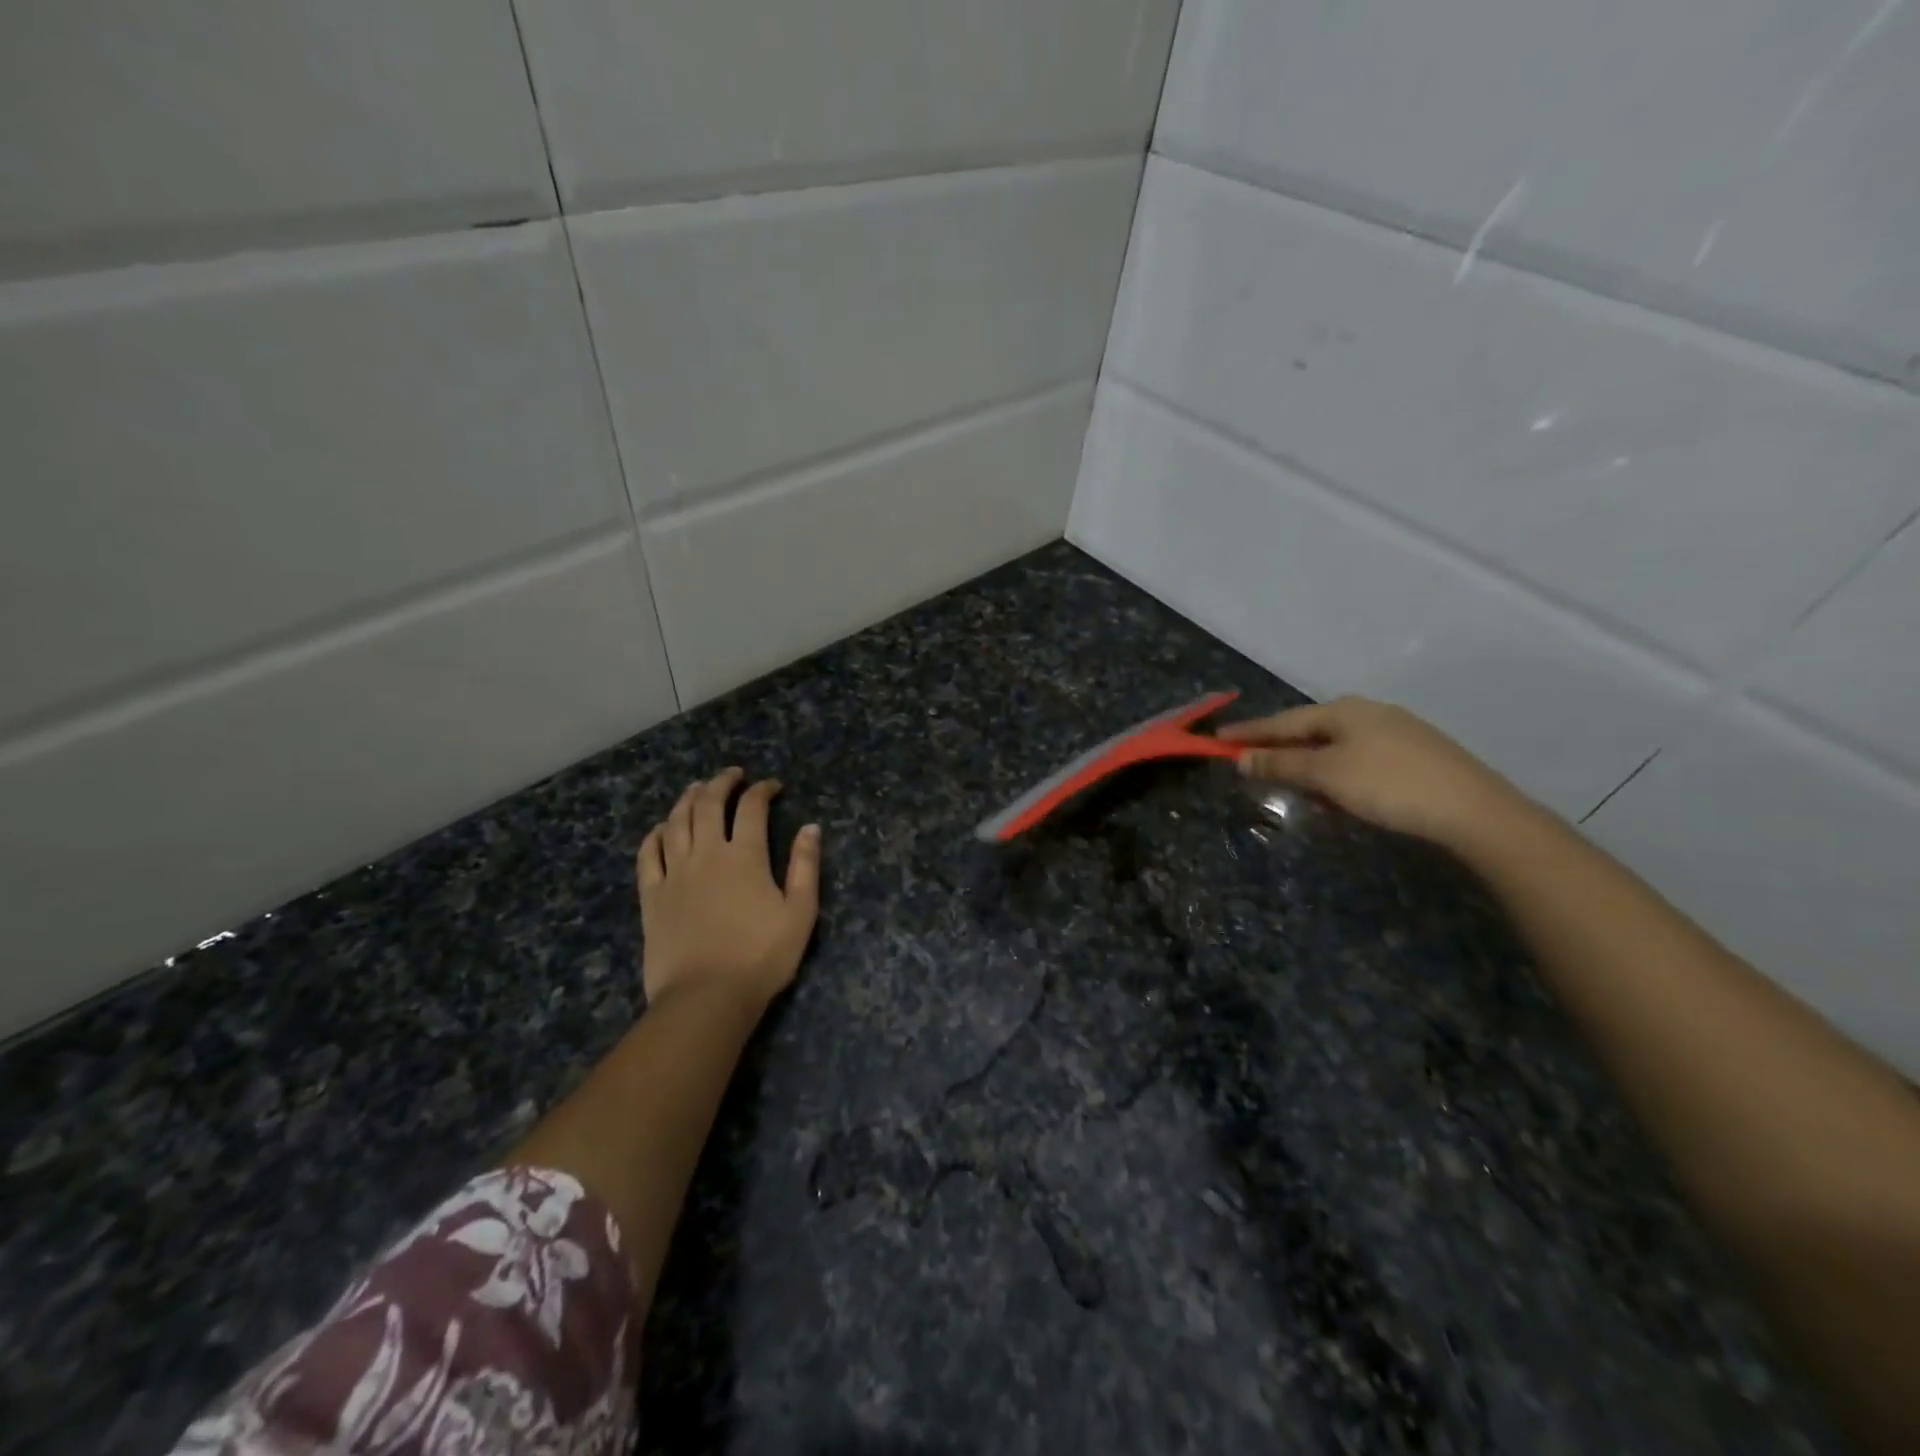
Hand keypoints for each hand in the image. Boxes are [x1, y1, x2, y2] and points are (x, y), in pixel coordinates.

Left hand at [636, 767, 821, 1014]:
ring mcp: (674, 873)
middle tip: (732, 775)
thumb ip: (805, 867)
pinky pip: (648, 854)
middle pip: (708, 804)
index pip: (751, 808)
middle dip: (721, 783)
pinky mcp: (651, 896)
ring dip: (687, 799)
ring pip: (676, 822)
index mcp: (744, 857)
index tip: (772, 786)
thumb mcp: (800, 913)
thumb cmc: (761, 957)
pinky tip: (662, 828)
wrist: (706, 997)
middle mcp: (706, 855)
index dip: (762, 790)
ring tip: (697, 789)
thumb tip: (811, 827)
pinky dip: (655, 834)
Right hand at [1219, 697, 1531, 847]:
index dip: (1248, 732)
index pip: (1282, 721)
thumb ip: (1280, 765)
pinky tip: (1342, 796)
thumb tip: (1241, 757)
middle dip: (1281, 750)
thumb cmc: (1388, 785)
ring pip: (1337, 746)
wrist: (1473, 810)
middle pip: (1310, 731)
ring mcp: (1397, 731)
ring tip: (1298, 790)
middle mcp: (1368, 712)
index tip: (1218, 738)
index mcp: (1343, 710)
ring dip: (1311, 766)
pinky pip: (1361, 759)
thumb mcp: (1325, 776)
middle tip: (1254, 766)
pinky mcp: (1417, 754)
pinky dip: (1339, 774)